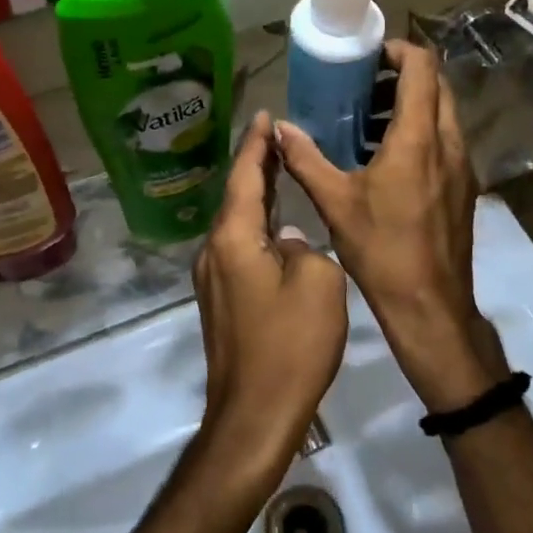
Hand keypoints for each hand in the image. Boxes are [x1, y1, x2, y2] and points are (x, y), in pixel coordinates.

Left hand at [193, 112, 349, 474]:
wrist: (253, 416)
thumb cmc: (289, 345)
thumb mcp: (320, 284)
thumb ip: (306, 248)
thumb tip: (289, 242)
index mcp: (233, 238)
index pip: (244, 176)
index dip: (256, 144)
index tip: (265, 115)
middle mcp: (214, 251)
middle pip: (236, 197)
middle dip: (257, 166)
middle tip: (279, 139)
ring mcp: (213, 279)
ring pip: (237, 225)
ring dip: (258, 198)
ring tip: (283, 173)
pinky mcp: (221, 302)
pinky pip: (239, 250)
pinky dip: (257, 228)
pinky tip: (280, 229)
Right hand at [276, 42, 508, 412]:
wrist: (430, 305)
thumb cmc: (382, 249)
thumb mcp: (335, 202)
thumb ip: (305, 159)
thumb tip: (279, 128)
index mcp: (419, 138)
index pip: (422, 68)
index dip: (399, 51)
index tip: (369, 56)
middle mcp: (448, 143)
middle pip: (437, 86)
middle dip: (403, 77)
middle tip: (363, 87)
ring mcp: (462, 165)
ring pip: (443, 114)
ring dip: (411, 105)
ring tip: (368, 122)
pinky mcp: (463, 186)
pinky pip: (445, 141)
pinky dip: (420, 132)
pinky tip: (385, 159)